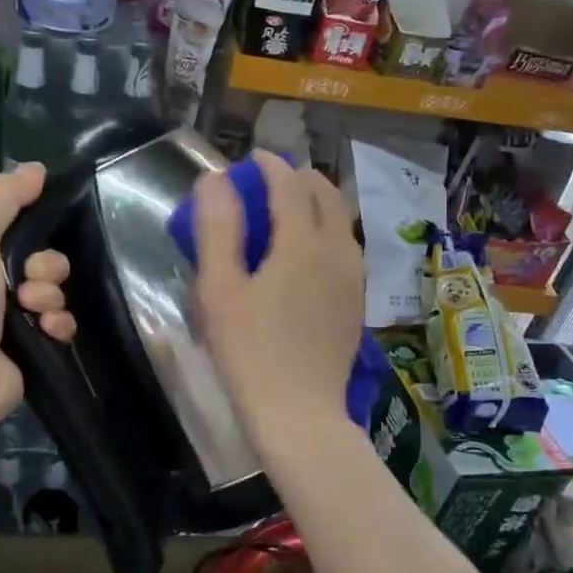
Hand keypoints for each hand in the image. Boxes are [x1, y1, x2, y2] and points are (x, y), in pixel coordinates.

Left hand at [0, 162, 74, 441]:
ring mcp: (9, 319)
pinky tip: (47, 331)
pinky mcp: (30, 349)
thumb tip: (36, 168)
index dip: (30, 224)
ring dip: (50, 296)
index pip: (11, 226)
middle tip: (28, 280)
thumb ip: (2, 199)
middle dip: (45, 266)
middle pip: (40, 258)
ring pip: (53, 291)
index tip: (39, 225)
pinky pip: (60, 324)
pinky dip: (59, 325)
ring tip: (34, 311)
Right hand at [194, 150, 363, 442]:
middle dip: (298, 178)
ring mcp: (354, 278)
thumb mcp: (219, 290)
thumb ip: (217, 229)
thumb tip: (215, 179)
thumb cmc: (249, 352)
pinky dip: (327, 231)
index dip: (270, 165)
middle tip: (269, 180)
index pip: (289, 184)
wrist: (299, 414)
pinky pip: (346, 247)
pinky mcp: (357, 302)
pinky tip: (308, 252)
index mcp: (302, 242)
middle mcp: (337, 251)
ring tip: (289, 210)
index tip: (252, 158)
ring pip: (341, 221)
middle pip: (325, 195)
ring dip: (317, 203)